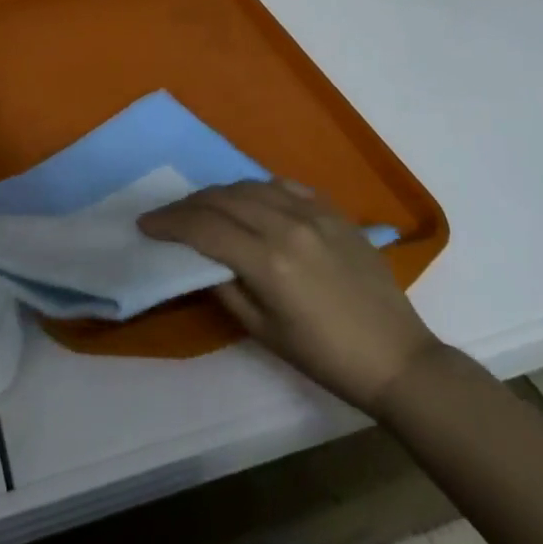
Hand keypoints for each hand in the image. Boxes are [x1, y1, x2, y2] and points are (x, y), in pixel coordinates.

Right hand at [139, 179, 442, 411]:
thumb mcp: (265, 332)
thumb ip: (226, 288)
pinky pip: (284, 185)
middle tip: (167, 216)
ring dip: (219, 194)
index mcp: (269, 262)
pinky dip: (257, 188)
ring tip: (202, 207)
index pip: (204, 228)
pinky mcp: (333, 211)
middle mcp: (287, 226)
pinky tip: (249, 199)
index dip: (169, 223)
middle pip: (222, 199)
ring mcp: (314, 213)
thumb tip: (199, 260)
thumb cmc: (326, 357)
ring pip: (250, 185)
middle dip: (187, 205)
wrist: (397, 357)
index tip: (146, 224)